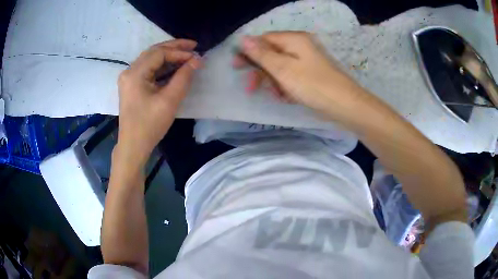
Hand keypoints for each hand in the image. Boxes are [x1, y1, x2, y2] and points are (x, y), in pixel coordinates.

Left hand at [116, 39, 201, 163]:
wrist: (133, 146)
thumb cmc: (149, 125)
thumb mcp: (169, 101)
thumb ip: (184, 77)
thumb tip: (197, 60)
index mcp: (134, 74)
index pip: (159, 53)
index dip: (179, 52)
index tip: (197, 55)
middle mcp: (129, 71)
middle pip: (153, 52)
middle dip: (174, 47)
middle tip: (193, 45)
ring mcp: (129, 78)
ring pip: (151, 59)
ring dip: (169, 56)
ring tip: (187, 54)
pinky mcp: (132, 85)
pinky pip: (148, 70)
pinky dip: (162, 66)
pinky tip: (175, 67)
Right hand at [235, 32, 366, 120]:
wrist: (344, 106)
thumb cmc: (312, 85)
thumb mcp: (282, 68)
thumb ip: (261, 54)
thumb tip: (243, 38)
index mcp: (294, 39)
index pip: (264, 39)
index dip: (249, 52)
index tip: (237, 67)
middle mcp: (301, 46)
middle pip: (272, 53)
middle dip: (261, 70)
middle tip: (250, 87)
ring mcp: (307, 60)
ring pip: (281, 67)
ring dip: (273, 81)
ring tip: (276, 95)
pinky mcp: (311, 74)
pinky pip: (291, 76)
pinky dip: (285, 86)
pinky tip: (286, 97)